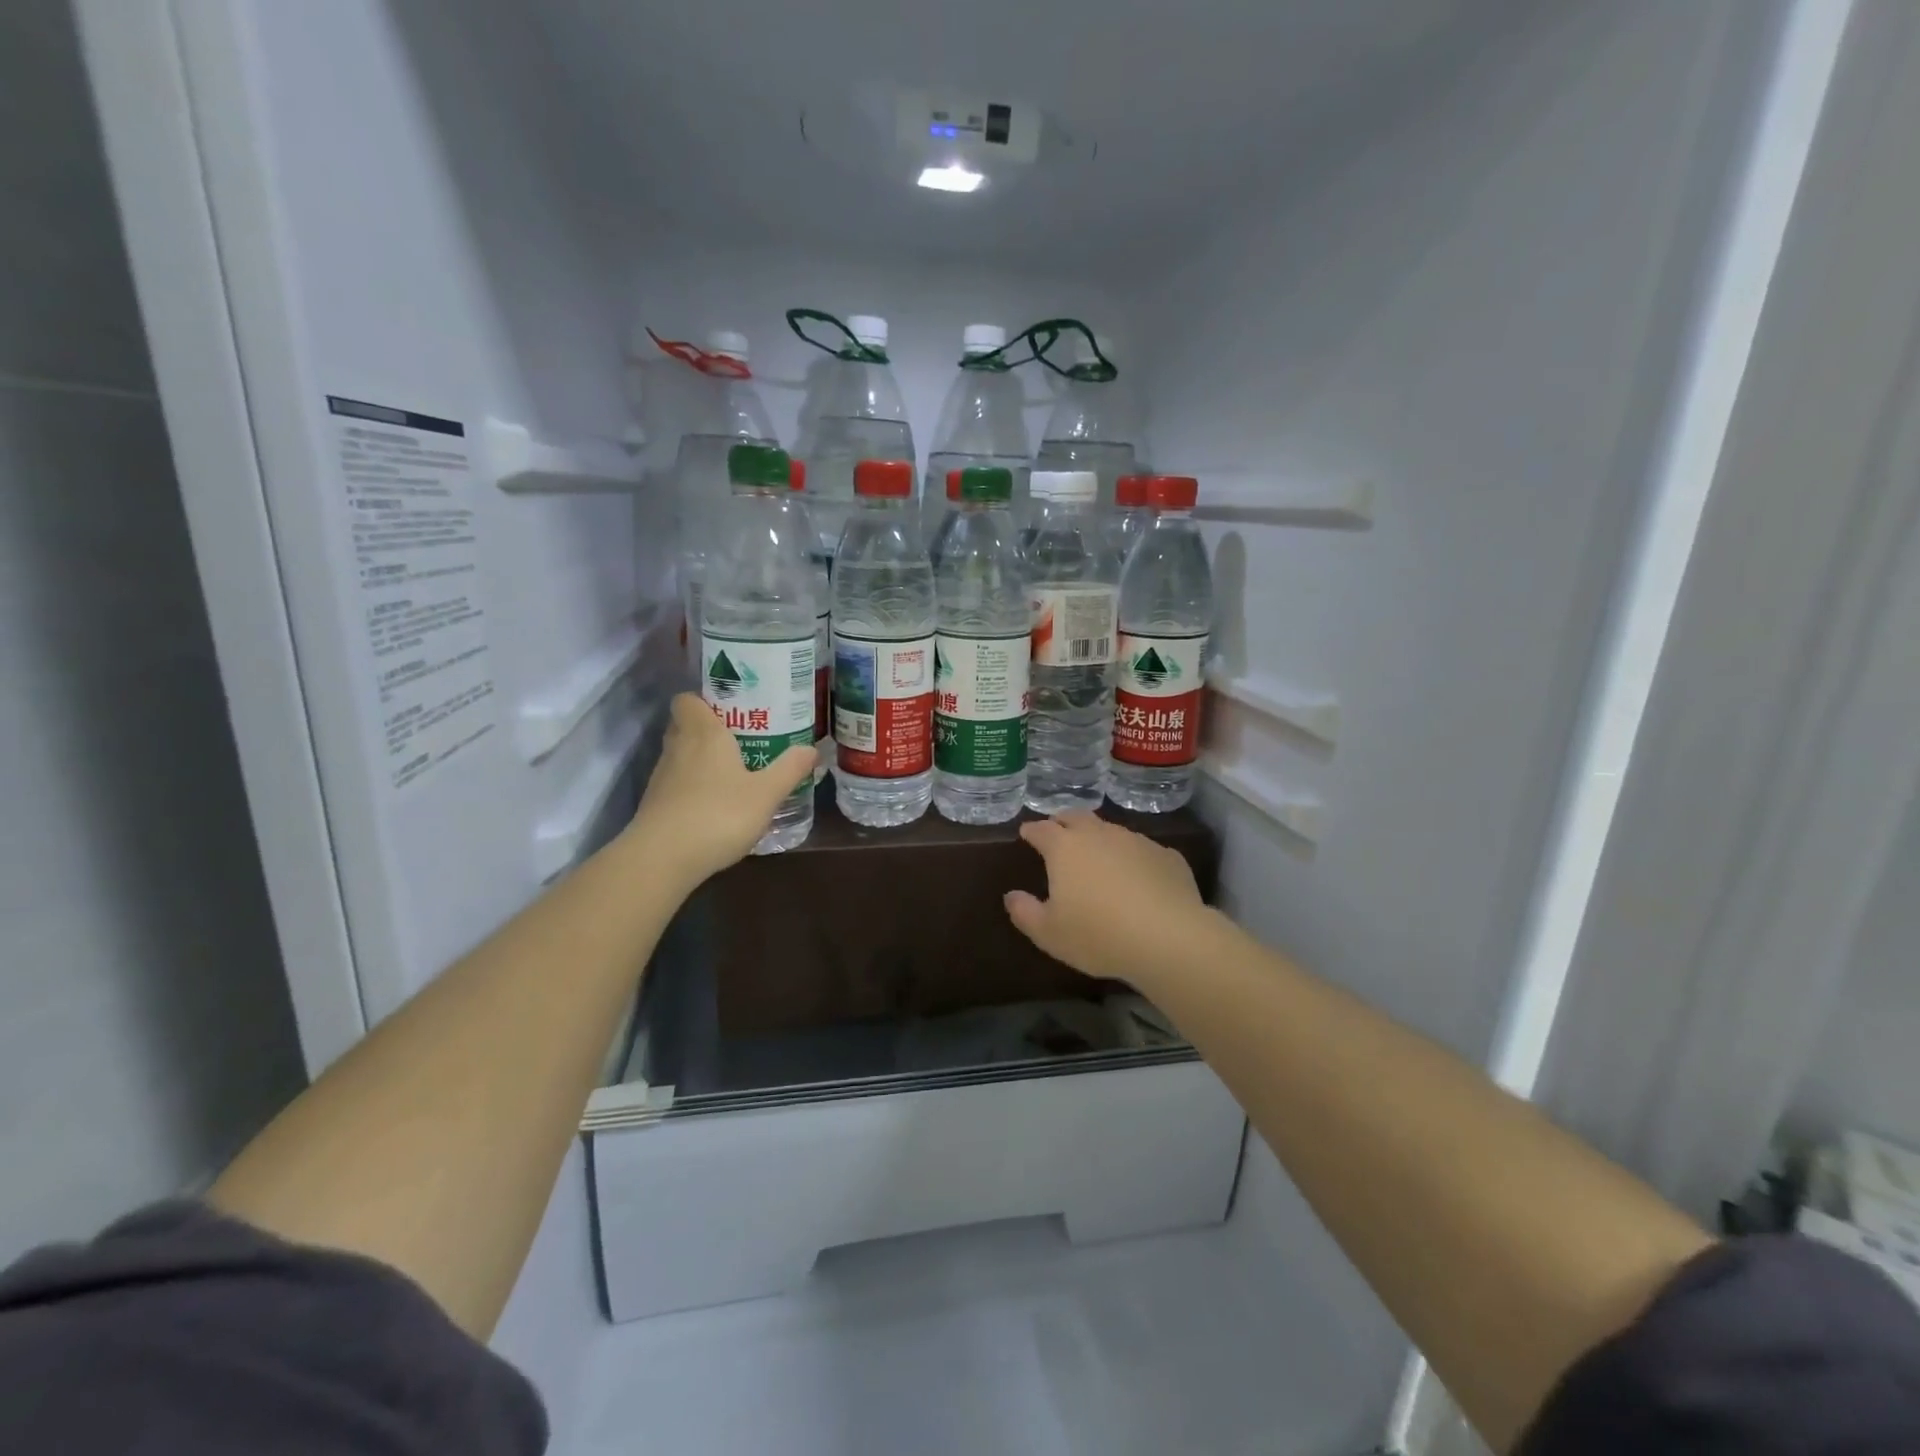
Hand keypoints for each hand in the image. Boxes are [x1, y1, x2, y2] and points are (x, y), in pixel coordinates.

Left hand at [626, 693, 815, 889]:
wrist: (662, 859)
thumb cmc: (718, 814)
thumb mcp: (766, 793)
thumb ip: (789, 769)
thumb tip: (811, 749)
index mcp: (703, 733)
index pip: (687, 699)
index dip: (704, 700)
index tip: (731, 709)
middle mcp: (678, 748)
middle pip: (685, 725)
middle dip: (708, 729)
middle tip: (740, 740)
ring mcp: (662, 777)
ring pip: (680, 755)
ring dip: (701, 760)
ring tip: (733, 773)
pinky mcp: (655, 804)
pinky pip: (676, 783)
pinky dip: (692, 788)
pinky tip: (715, 805)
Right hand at [1004, 812, 1212, 987]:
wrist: (1169, 938)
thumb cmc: (1099, 935)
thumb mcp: (1049, 934)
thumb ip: (1025, 912)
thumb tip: (1012, 896)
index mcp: (1065, 848)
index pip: (1042, 829)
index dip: (1032, 830)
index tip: (1026, 833)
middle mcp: (1099, 835)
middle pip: (1077, 817)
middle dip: (1064, 822)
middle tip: (1058, 831)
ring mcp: (1136, 841)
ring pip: (1111, 831)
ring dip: (1100, 838)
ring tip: (1098, 856)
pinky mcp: (1167, 856)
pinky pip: (1143, 851)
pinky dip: (1133, 858)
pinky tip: (1138, 877)